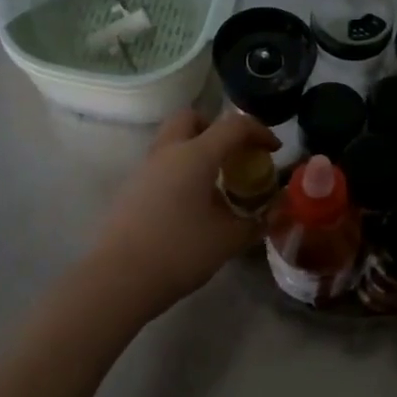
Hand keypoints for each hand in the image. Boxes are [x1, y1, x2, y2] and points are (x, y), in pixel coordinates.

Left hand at [88, 109, 278, 319]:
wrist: (120, 278)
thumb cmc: (180, 252)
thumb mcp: (229, 239)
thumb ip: (258, 221)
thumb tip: (276, 210)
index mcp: (195, 155)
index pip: (234, 125)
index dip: (259, 131)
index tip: (274, 150)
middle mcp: (168, 152)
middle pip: (192, 118)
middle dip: (217, 128)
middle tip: (233, 156)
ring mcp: (145, 168)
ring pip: (173, 140)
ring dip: (197, 150)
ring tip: (215, 183)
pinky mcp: (131, 188)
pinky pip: (162, 164)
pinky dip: (180, 170)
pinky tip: (191, 203)